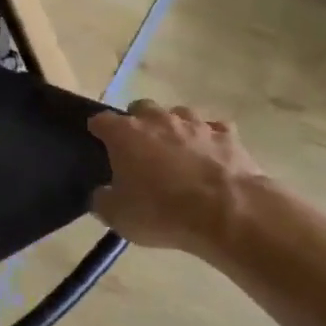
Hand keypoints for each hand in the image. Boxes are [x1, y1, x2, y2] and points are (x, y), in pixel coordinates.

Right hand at [88, 101, 265, 257]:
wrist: (229, 213)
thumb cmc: (162, 212)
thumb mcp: (117, 216)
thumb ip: (102, 200)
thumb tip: (102, 193)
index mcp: (126, 134)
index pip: (101, 120)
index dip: (98, 130)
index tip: (97, 142)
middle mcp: (159, 120)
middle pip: (141, 108)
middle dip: (137, 123)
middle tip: (138, 149)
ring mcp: (196, 124)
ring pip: (179, 114)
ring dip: (174, 128)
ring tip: (176, 152)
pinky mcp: (228, 136)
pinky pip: (214, 130)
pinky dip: (208, 140)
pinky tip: (209, 157)